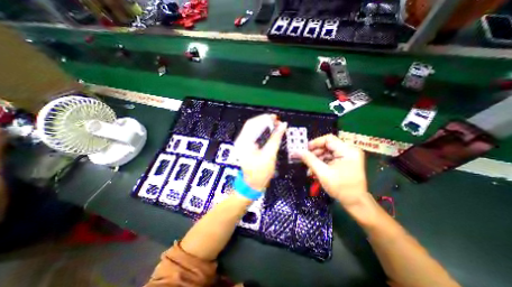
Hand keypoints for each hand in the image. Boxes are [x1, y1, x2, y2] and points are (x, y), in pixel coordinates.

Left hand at [235, 113, 286, 189]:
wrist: (252, 185)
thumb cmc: (260, 173)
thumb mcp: (270, 155)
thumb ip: (276, 138)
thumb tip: (283, 126)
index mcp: (244, 143)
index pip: (253, 124)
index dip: (265, 119)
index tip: (275, 118)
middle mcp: (240, 141)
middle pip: (252, 124)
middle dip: (265, 121)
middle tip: (277, 121)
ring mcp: (241, 143)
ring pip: (252, 128)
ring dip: (263, 125)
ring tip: (275, 125)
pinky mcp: (245, 146)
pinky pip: (253, 134)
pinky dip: (261, 131)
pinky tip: (269, 131)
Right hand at [294, 135, 374, 217]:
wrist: (355, 202)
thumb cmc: (340, 188)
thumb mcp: (322, 173)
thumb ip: (309, 160)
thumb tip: (296, 151)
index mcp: (347, 151)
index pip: (328, 139)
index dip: (314, 143)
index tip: (304, 150)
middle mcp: (349, 150)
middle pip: (327, 145)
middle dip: (315, 153)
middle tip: (304, 159)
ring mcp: (348, 156)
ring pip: (327, 152)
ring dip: (317, 159)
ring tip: (309, 168)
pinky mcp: (345, 161)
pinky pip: (330, 157)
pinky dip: (322, 162)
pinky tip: (315, 169)